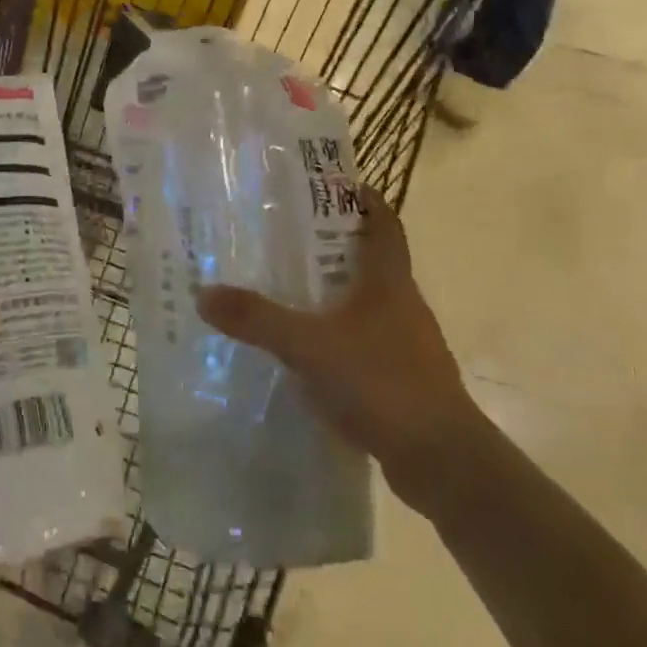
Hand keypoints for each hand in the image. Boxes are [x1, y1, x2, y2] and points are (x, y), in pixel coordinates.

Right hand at [196, 190, 489, 514]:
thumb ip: (258, 319)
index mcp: (389, 281)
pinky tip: (306, 354)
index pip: (384, 223)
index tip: (331, 185)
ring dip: (333, 296)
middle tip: (285, 238)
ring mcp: (406, 345)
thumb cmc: (381, 382)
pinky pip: (364, 345)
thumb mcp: (309, 345)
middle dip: (333, 246)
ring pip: (366, 306)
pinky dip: (338, 340)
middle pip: (371, 261)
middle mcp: (403, 305)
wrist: (442, 461)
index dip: (363, 199)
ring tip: (287, 293)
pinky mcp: (402, 381)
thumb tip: (204, 293)